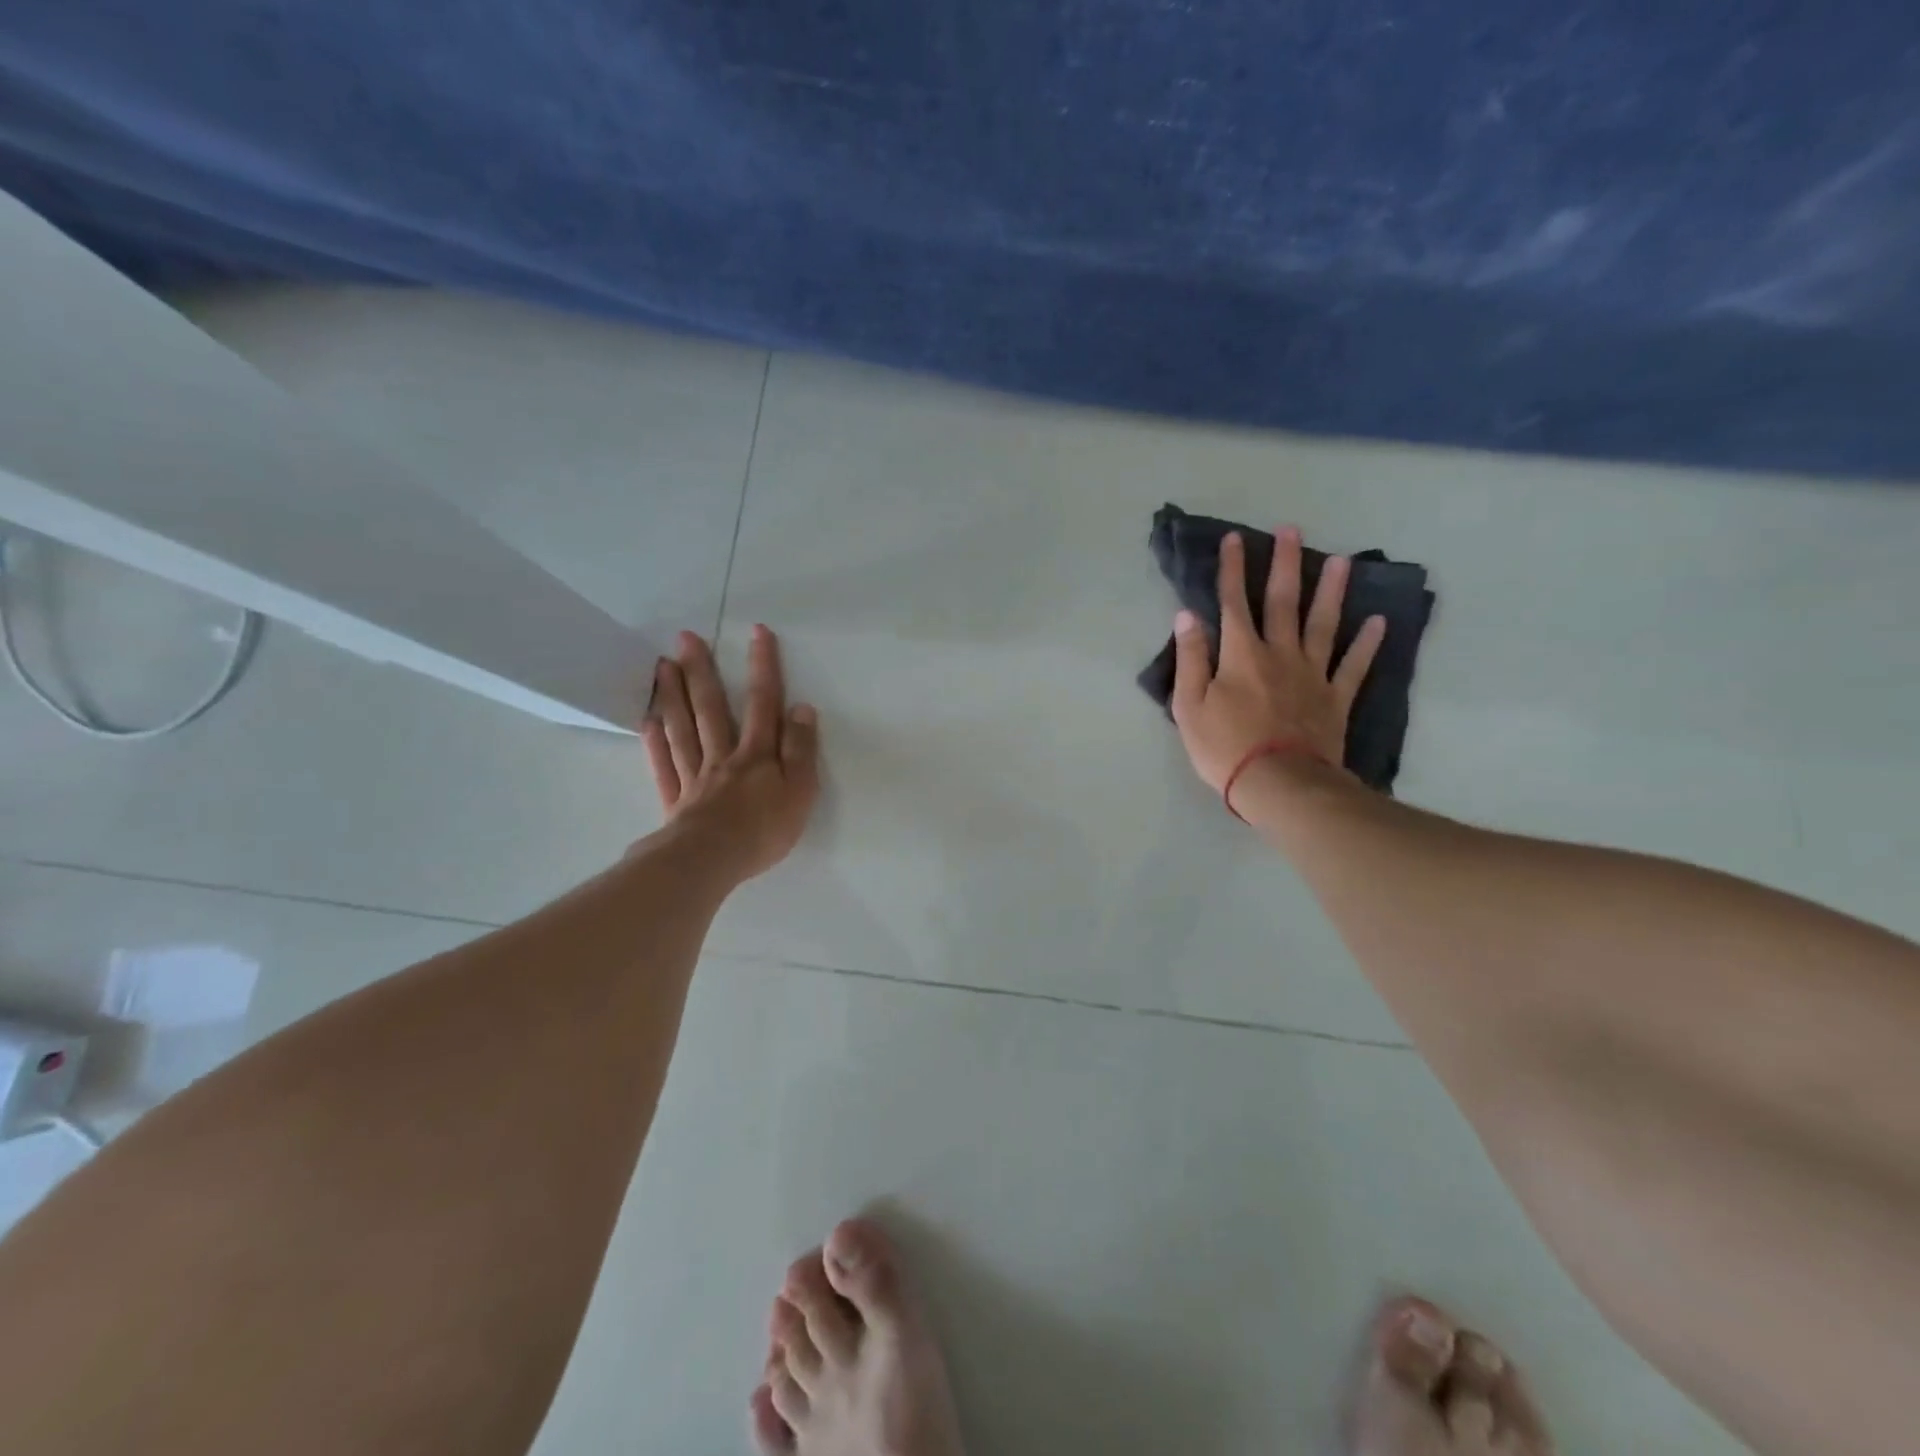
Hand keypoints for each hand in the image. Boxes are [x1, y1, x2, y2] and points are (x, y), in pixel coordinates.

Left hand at [642, 625, 819, 882]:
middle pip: (711, 708)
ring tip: (662, 665)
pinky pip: (663, 766)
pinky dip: (654, 743)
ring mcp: (695, 777)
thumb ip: (801, 749)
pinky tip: (648, 722)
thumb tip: (802, 708)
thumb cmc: (763, 829)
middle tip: (686, 637)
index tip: (758, 632)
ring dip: (673, 696)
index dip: (764, 667)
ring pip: (682, 729)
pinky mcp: (676, 801)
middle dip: (702, 671)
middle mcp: (723, 756)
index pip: (764, 703)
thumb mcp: (800, 790)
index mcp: (757, 754)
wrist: (711, 861)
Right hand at [1172, 527, 1385, 802]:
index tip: (1234, 539)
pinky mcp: (1335, 698)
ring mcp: (1313, 674)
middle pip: (1283, 602)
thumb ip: (1191, 659)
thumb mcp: (1190, 706)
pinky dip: (1367, 643)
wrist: (1279, 783)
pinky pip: (1354, 666)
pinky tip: (1379, 621)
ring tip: (1341, 560)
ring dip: (1331, 591)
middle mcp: (1280, 653)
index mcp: (1241, 655)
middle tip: (1291, 530)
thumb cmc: (1225, 747)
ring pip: (1324, 624)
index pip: (1233, 603)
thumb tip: (1187, 616)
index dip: (1232, 570)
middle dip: (1284, 564)